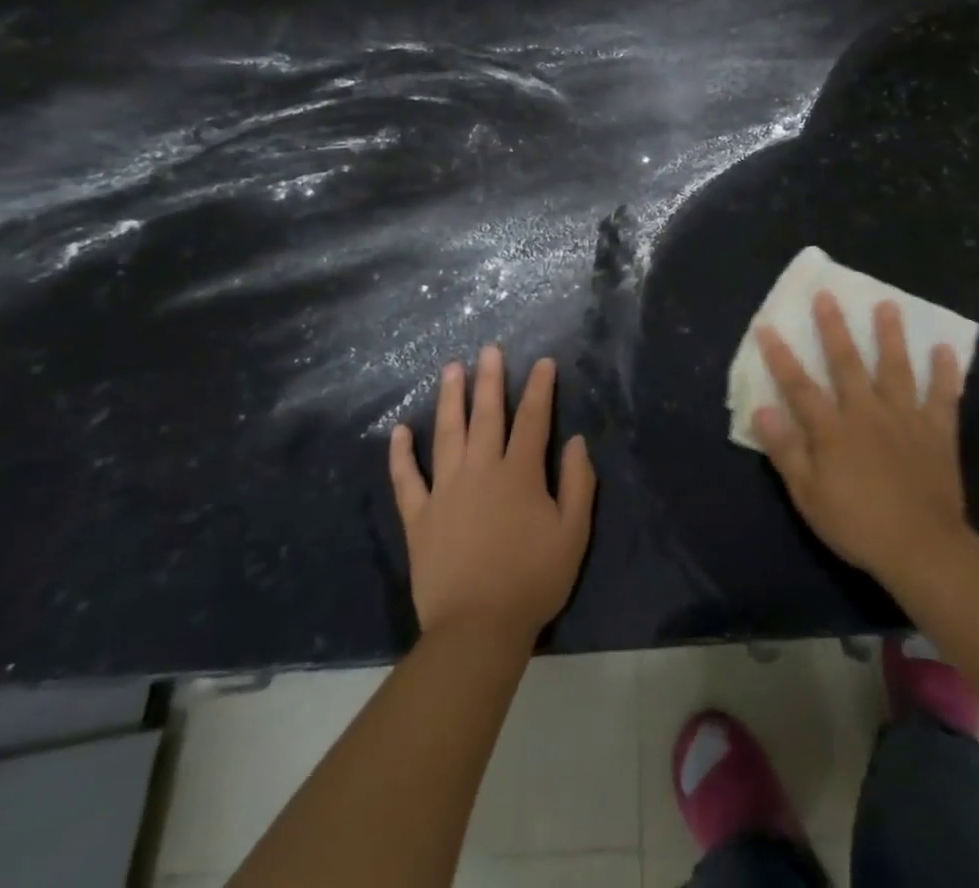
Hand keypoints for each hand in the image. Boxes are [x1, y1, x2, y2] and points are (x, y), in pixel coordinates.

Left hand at [389, 345, 595, 641]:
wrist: (477, 628)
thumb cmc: (533, 580)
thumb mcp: (573, 533)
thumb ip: (578, 483)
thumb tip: (576, 441)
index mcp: (520, 473)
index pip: (533, 419)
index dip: (540, 388)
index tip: (543, 362)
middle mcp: (481, 470)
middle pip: (486, 415)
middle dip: (490, 379)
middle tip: (489, 349)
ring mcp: (445, 491)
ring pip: (446, 434)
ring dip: (450, 398)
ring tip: (451, 369)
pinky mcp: (419, 516)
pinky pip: (407, 479)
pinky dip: (401, 455)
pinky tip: (399, 430)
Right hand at [754, 293, 969, 587]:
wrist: (922, 549)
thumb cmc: (858, 525)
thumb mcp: (809, 496)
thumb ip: (786, 450)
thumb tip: (763, 409)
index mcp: (833, 429)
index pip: (799, 385)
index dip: (781, 356)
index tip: (767, 325)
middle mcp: (867, 412)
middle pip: (847, 363)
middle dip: (834, 327)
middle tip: (828, 295)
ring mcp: (905, 418)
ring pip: (896, 368)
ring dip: (890, 335)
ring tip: (888, 304)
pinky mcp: (937, 431)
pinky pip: (943, 396)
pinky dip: (945, 372)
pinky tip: (945, 350)